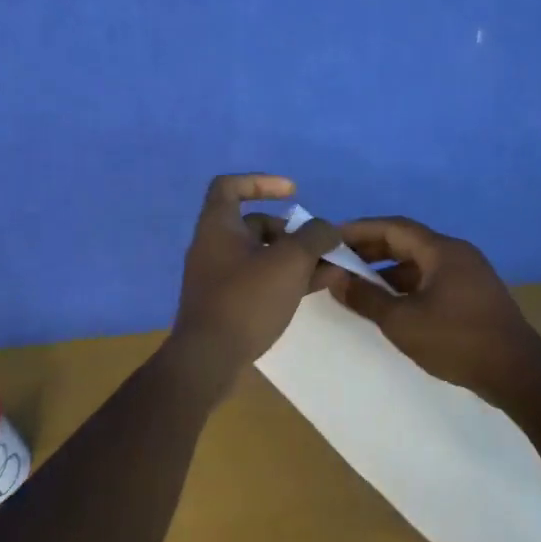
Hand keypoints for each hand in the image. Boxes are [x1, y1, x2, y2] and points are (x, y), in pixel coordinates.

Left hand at [170, 173, 340, 387]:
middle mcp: (214, 247)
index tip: (293, 192)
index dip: (262, 182)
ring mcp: (220, 278)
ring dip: (296, 257)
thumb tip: (327, 229)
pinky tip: (317, 287)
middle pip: (255, 225)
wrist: (209, 359)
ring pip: (263, 256)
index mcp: (218, 227)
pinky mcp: (228, 304)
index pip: (230, 186)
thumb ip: (314, 237)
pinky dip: (287, 278)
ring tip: (330, 268)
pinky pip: (261, 281)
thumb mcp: (290, 261)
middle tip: (321, 244)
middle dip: (292, 231)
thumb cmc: (247, 300)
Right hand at [325, 215, 540, 401]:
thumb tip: (334, 279)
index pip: (394, 227)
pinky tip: (391, 303)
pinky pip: (433, 279)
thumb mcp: (402, 321)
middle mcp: (457, 254)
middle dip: (371, 249)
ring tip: (358, 284)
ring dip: (388, 270)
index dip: (360, 230)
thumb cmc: (455, 340)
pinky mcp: (474, 295)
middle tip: (338, 259)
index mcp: (442, 250)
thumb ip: (365, 298)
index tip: (331, 237)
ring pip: (420, 263)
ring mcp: (469, 274)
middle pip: (408, 242)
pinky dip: (407, 285)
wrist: (516, 372)